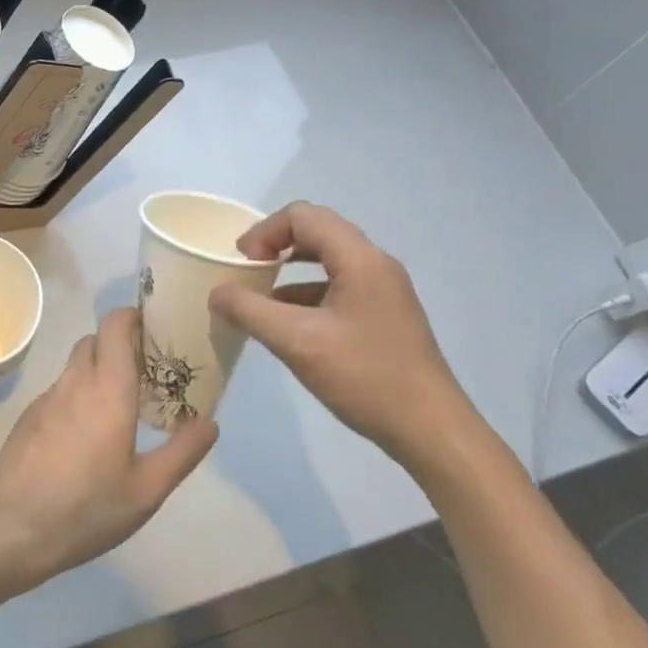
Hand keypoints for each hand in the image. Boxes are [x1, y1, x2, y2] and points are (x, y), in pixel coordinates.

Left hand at [0, 307, 217, 597]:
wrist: (11, 528)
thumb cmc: (86, 508)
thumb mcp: (147, 490)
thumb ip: (182, 452)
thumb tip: (210, 421)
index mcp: (107, 389)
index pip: (114, 325)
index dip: (133, 317)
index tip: (154, 330)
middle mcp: (74, 382)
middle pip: (95, 340)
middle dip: (119, 345)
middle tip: (146, 373)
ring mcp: (46, 398)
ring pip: (75, 365)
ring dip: (98, 370)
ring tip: (121, 406)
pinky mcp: (28, 417)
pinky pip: (60, 390)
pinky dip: (78, 394)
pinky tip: (87, 435)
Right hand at [207, 202, 478, 466]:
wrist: (431, 430)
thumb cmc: (364, 377)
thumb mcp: (296, 342)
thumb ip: (249, 311)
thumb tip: (217, 293)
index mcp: (359, 259)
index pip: (303, 216)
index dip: (264, 232)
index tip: (242, 265)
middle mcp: (376, 265)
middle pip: (317, 232)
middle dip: (275, 246)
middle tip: (247, 273)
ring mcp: (384, 291)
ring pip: (328, 261)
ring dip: (289, 271)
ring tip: (260, 300)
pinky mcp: (384, 316)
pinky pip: (338, 287)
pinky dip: (306, 295)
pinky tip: (288, 327)